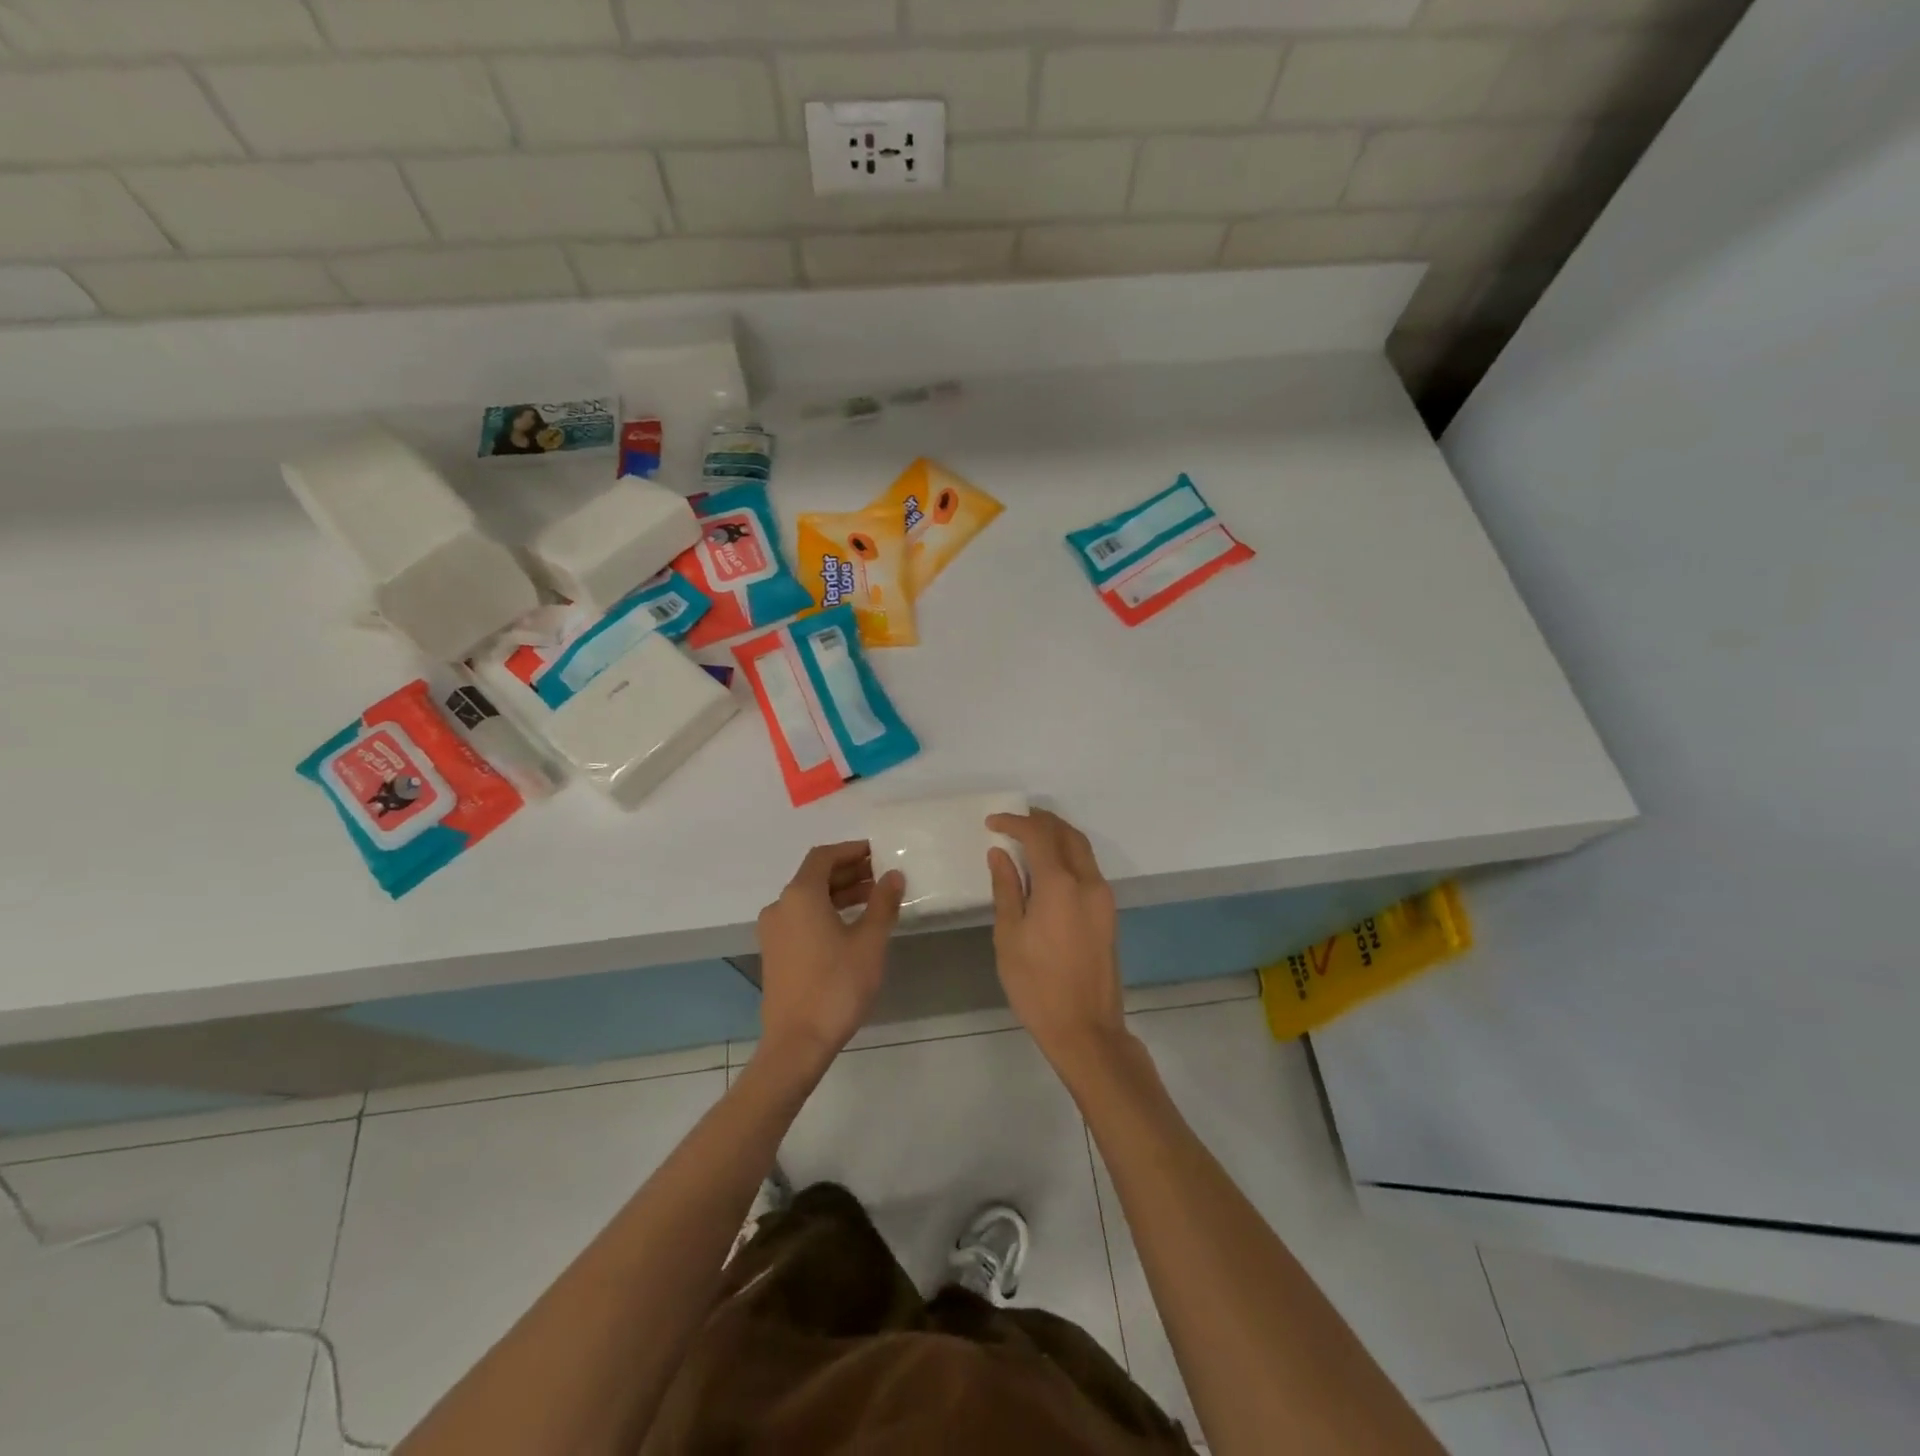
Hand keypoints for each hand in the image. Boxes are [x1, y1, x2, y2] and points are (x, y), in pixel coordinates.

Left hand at [756, 841, 903, 1067]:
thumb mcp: (869, 941)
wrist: (797, 1043)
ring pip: (809, 899)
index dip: (851, 850)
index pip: (824, 856)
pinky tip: (853, 926)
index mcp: (800, 895)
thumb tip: (893, 875)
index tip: (878, 853)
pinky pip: (802, 919)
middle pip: (815, 876)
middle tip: (882, 876)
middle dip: (849, 872)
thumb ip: (883, 902)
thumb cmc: (837, 985)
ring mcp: (774, 931)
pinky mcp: (775, 953)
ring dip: (840, 894)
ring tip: (875, 900)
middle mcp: (780, 906)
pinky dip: (826, 913)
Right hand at [987, 811, 1127, 1075]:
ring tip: (1029, 838)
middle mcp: (1088, 882)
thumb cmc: (1037, 985)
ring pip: (1083, 850)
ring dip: (1058, 836)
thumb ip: (1006, 889)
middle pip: (1068, 834)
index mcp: (1060, 885)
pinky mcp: (1108, 914)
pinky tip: (1048, 868)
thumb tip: (1000, 854)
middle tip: (1015, 821)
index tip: (992, 823)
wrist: (1085, 1029)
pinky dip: (1068, 856)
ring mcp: (1103, 898)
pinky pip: (1089, 869)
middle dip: (1042, 821)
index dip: (1015, 823)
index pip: (1038, 835)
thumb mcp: (1009, 936)